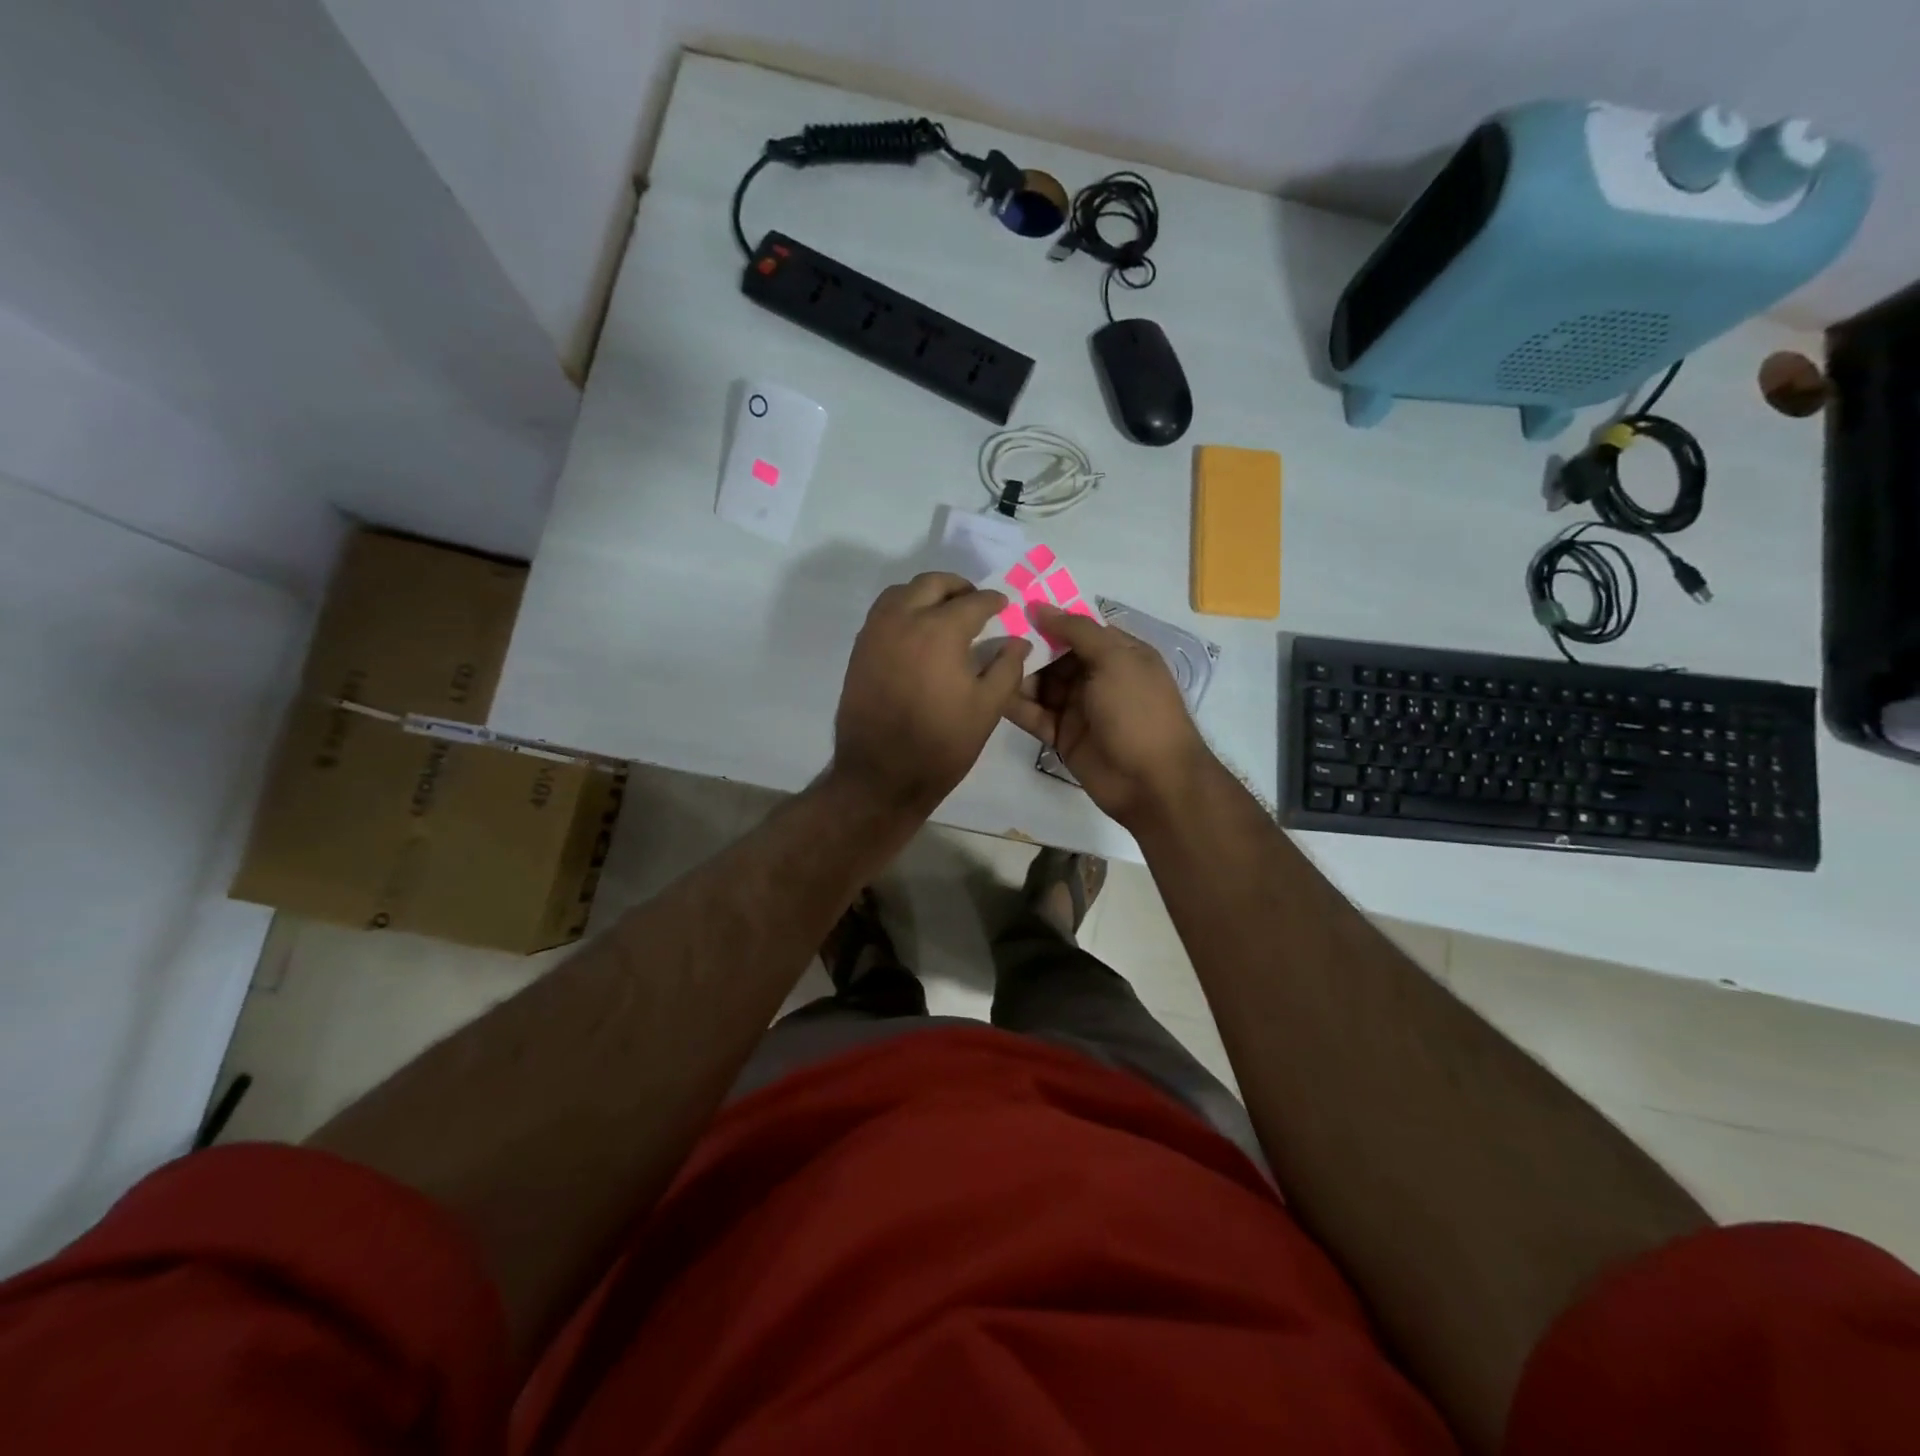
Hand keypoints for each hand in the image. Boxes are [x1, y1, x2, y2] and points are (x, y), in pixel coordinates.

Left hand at [832, 572, 1030, 812]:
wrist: (881, 775)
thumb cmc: (941, 744)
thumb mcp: (987, 709)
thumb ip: (1007, 668)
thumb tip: (1018, 642)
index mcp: (940, 631)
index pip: (973, 601)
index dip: (993, 601)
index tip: (1003, 606)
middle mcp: (903, 620)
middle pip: (933, 584)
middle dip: (958, 587)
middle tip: (975, 603)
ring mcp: (875, 633)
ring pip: (902, 592)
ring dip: (927, 594)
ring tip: (944, 613)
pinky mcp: (859, 650)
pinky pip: (883, 613)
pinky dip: (903, 610)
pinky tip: (917, 634)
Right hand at [1004, 602, 1211, 826]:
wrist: (1152, 782)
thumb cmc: (1139, 711)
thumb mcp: (1115, 660)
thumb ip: (1077, 631)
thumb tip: (1039, 606)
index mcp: (1118, 653)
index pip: (1077, 628)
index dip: (1047, 618)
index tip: (1009, 606)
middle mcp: (1097, 676)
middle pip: (1054, 655)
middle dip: (1025, 646)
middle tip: (985, 635)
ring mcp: (1079, 708)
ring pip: (1040, 685)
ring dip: (1015, 675)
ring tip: (980, 662)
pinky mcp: (1062, 736)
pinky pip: (1034, 715)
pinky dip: (1015, 705)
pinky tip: (989, 693)